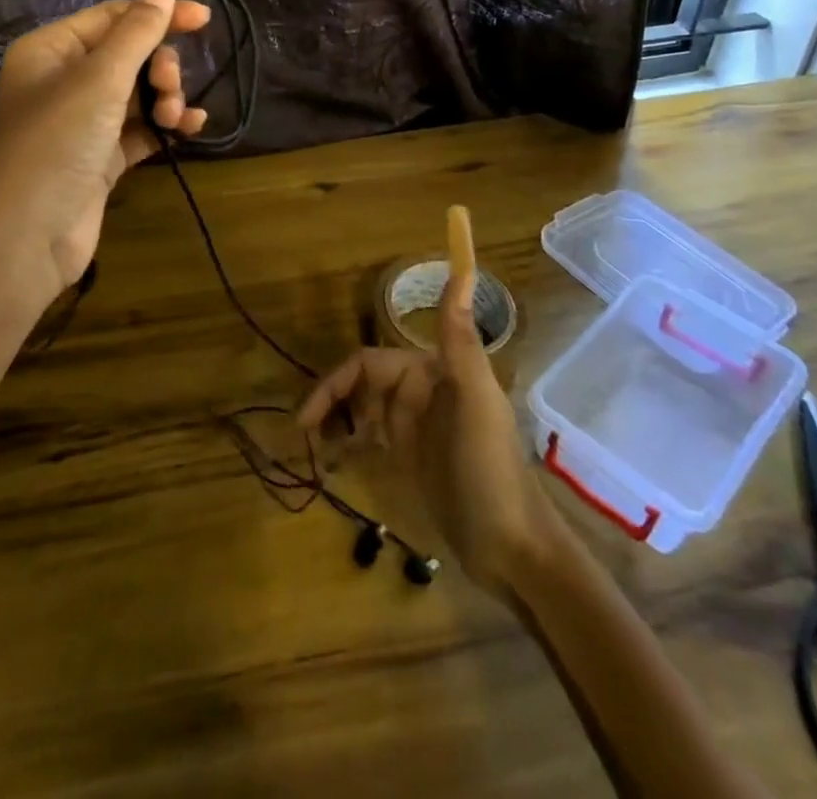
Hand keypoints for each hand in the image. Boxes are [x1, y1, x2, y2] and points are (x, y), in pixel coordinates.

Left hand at [0, 0, 210, 305]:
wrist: (25, 238)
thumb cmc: (56, 144)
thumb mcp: (99, 80)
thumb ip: (137, 32)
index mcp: (51, 50)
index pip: (112, 18)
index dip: (158, 15)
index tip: (204, 19)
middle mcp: (64, 81)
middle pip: (129, 56)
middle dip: (159, 67)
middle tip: (170, 87)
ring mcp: (82, 122)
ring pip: (138, 94)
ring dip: (165, 98)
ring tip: (175, 116)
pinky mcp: (99, 158)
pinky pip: (140, 129)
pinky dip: (164, 126)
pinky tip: (191, 128)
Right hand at [297, 269, 560, 592]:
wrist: (513, 548)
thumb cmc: (488, 467)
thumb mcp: (472, 398)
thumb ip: (458, 336)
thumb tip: (464, 268)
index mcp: (430, 372)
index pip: (368, 364)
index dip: (335, 383)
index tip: (305, 416)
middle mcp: (419, 393)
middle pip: (360, 387)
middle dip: (329, 405)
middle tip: (303, 438)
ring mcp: (415, 429)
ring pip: (362, 413)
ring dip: (336, 424)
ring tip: (313, 453)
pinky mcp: (412, 460)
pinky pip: (371, 441)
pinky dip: (350, 445)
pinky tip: (333, 463)